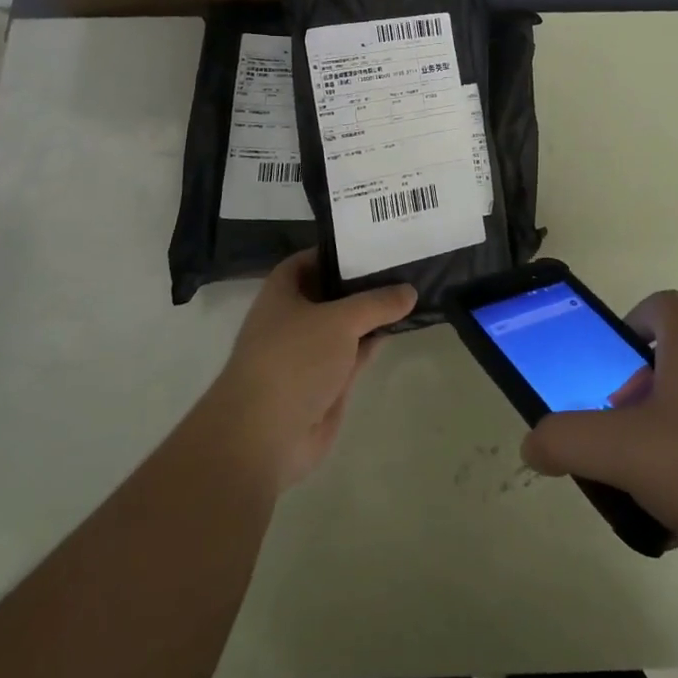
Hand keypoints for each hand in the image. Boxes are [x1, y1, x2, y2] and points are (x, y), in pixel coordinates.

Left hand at [206, 250, 415, 491]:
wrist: (266, 435)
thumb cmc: (294, 359)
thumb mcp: (340, 320)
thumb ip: (376, 303)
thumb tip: (410, 290)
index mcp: (282, 293)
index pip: (309, 259)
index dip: (337, 250)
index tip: (372, 242)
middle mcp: (293, 318)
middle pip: (331, 292)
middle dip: (362, 281)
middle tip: (403, 262)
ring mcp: (309, 353)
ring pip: (346, 325)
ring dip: (372, 313)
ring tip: (412, 289)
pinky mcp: (325, 382)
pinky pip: (353, 354)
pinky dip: (373, 342)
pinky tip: (400, 327)